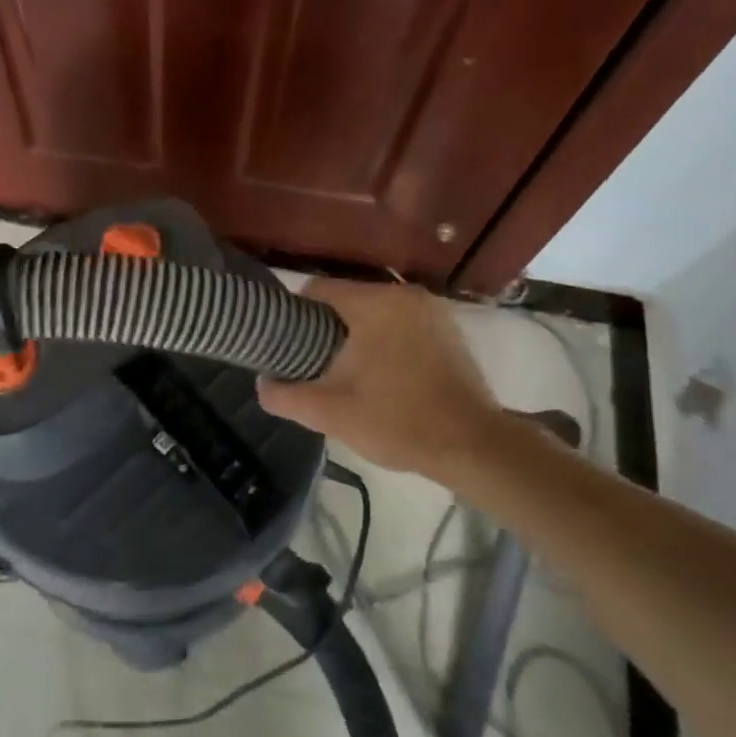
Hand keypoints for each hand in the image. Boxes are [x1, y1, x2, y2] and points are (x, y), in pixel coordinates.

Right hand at [256, 278, 503, 477]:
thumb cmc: (398, 422)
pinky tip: (383, 373)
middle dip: (326, 328)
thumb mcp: (330, 413)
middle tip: (315, 364)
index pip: (317, 289)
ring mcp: (431, 310)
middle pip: (346, 299)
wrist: (473, 447)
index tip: (289, 346)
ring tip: (347, 371)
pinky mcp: (448, 329)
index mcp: (374, 304)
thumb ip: (285, 395)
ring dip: (356, 334)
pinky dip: (385, 339)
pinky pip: (401, 323)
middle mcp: (404, 295)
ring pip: (375, 312)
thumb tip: (262, 383)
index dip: (295, 315)